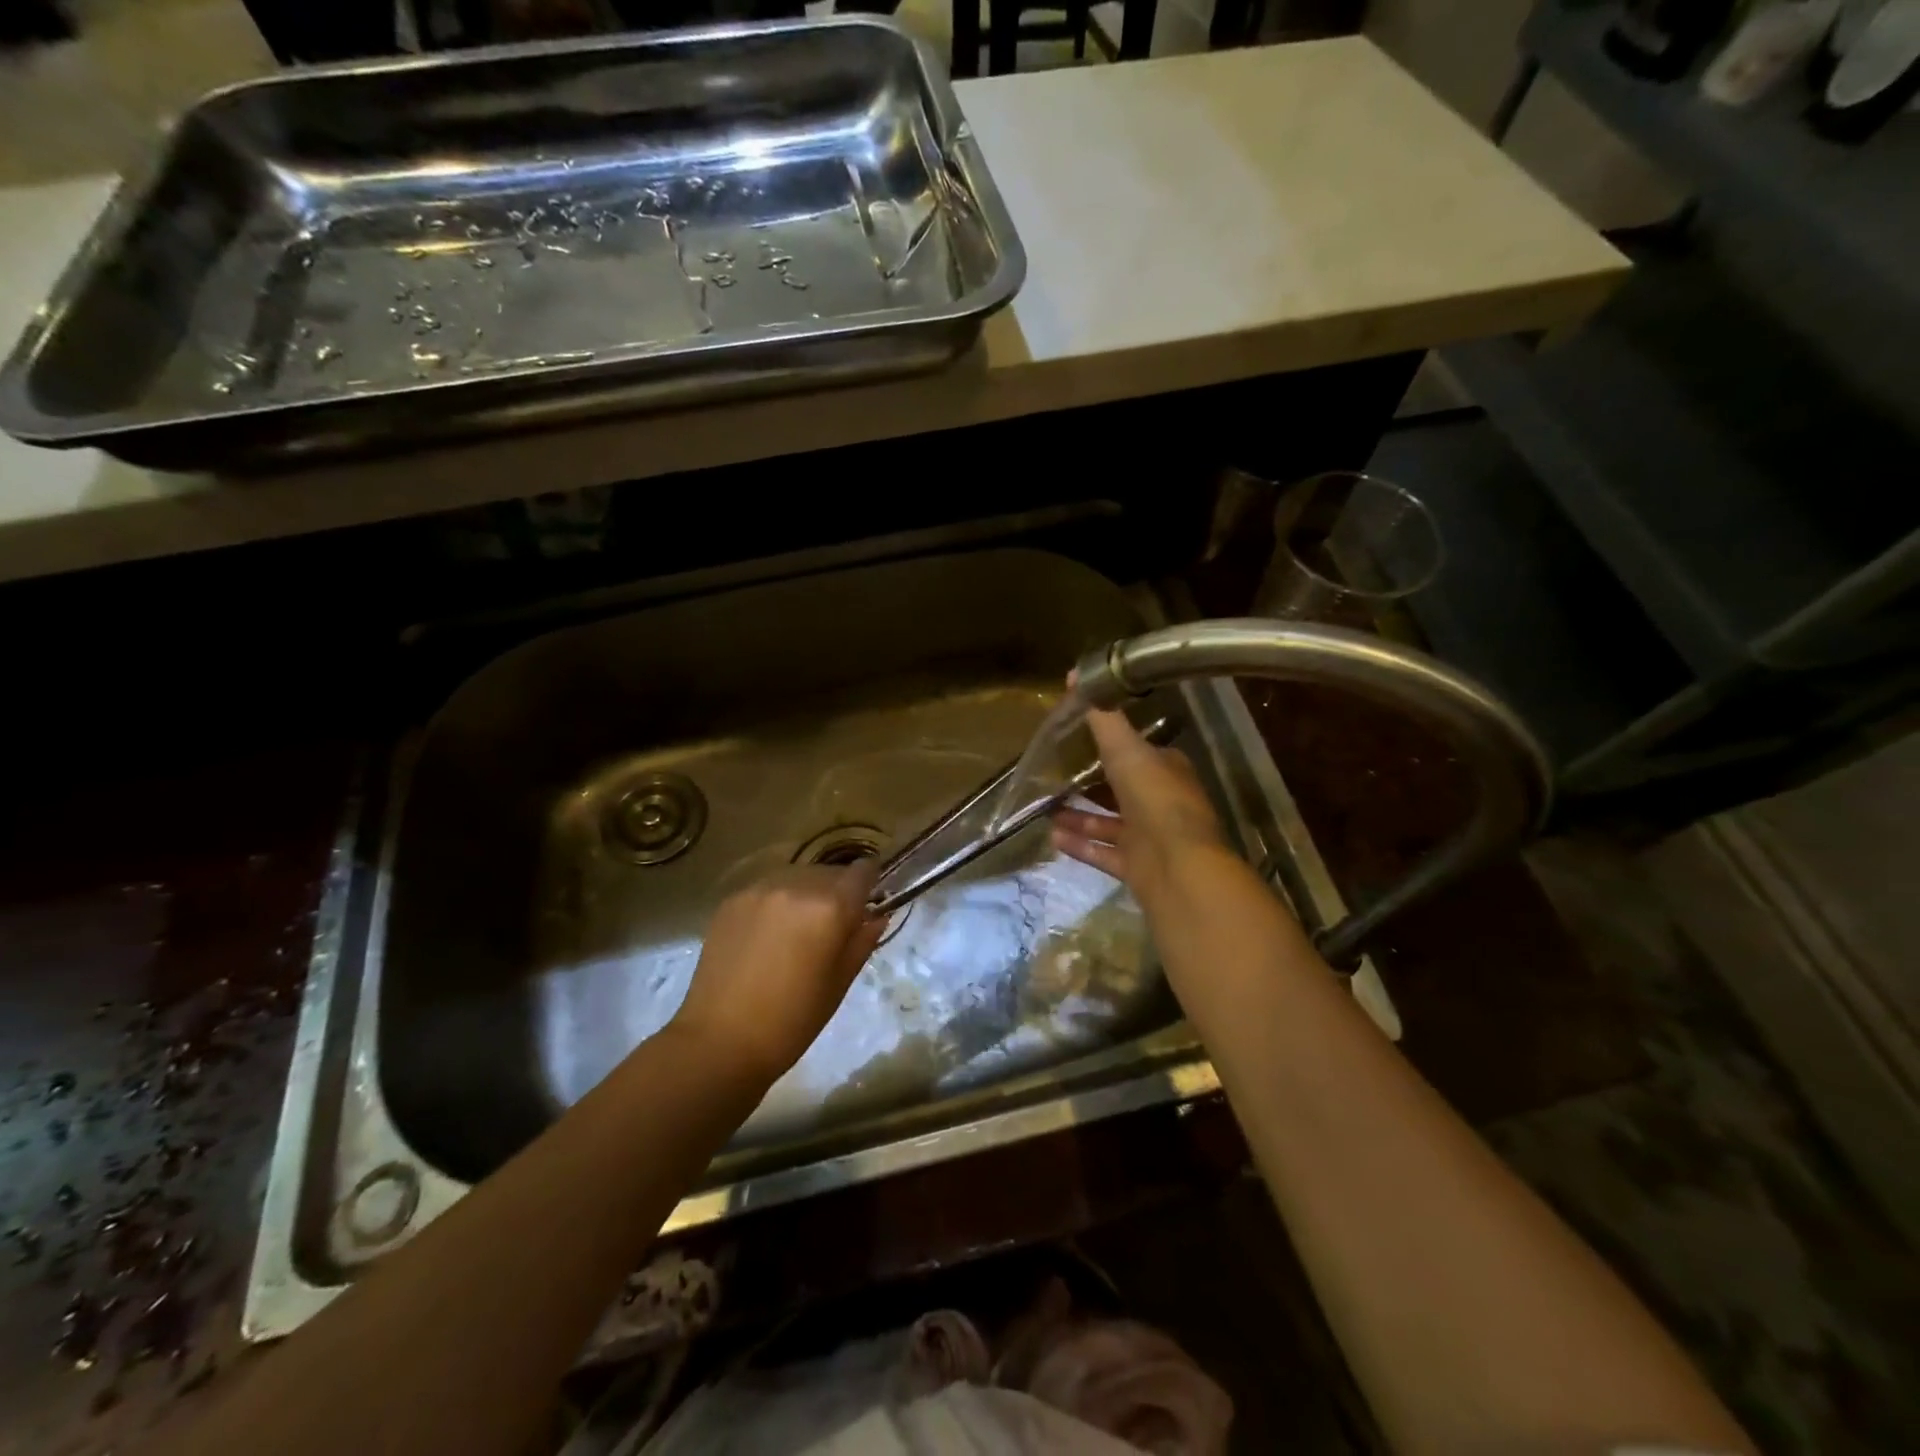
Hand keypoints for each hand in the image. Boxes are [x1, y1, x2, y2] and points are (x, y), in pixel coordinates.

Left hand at [669, 864, 886, 1084]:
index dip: (869, 882)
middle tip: (831, 926)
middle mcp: (797, 885)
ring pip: (797, 876)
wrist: (720, 1040)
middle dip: (837, 892)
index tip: (868, 900)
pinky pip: (768, 889)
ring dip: (806, 894)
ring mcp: (760, 889)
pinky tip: (767, 934)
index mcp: (830, 907)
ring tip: (797, 929)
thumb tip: (877, 915)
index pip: (862, 871)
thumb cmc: (792, 1021)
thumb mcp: (839, 983)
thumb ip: (862, 941)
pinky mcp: (733, 899)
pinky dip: (777, 902)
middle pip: (829, 872)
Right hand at [1050, 707, 1234, 906]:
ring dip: (1080, 816)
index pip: (1139, 752)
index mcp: (1167, 771)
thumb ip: (1102, 717)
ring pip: (1110, 823)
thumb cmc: (1156, 799)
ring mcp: (1151, 839)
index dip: (1113, 745)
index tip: (1081, 738)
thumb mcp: (1125, 750)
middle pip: (1122, 789)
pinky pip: (1104, 853)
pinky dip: (1081, 845)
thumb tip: (1076, 674)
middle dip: (1091, 783)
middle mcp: (1161, 803)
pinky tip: (1053, 838)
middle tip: (1057, 776)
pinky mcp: (1138, 867)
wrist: (1178, 867)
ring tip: (1047, 809)